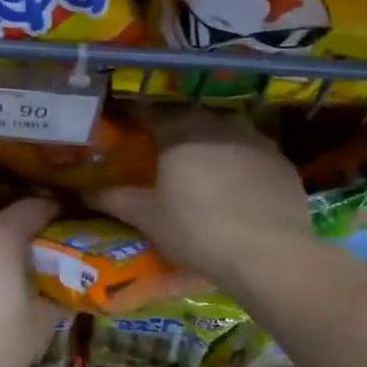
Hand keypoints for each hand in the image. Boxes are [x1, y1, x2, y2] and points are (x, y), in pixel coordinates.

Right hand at [88, 111, 313, 289]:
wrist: (269, 253)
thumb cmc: (197, 230)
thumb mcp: (148, 218)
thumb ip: (115, 198)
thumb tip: (85, 191)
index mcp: (180, 133)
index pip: (150, 114)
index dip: (136, 118)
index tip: (127, 125)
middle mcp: (217, 125)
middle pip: (190, 117)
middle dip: (175, 127)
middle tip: (164, 147)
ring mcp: (255, 140)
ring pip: (226, 130)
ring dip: (212, 140)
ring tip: (203, 162)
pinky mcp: (282, 161)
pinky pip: (253, 152)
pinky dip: (241, 160)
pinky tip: (238, 183)